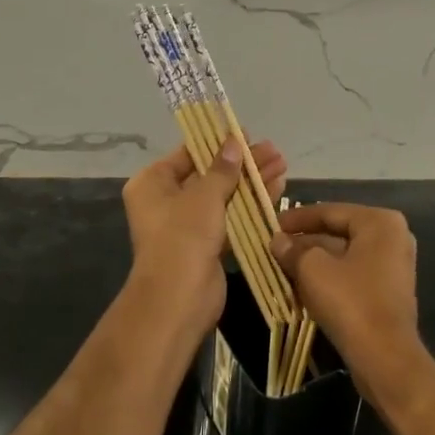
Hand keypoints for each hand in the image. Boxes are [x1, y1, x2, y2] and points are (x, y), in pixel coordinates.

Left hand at [120, 136, 287, 341]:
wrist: (178, 299)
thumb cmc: (183, 236)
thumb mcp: (204, 195)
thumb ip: (223, 168)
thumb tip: (234, 142)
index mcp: (153, 183)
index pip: (188, 154)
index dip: (218, 143)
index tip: (247, 134)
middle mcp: (166, 201)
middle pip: (210, 174)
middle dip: (243, 163)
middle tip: (273, 151)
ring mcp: (187, 225)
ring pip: (224, 196)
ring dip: (252, 182)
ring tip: (282, 165)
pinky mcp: (207, 244)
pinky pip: (231, 217)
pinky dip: (251, 205)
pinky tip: (276, 191)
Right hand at [271, 203, 419, 383]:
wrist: (386, 359)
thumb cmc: (351, 302)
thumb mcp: (313, 270)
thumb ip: (293, 250)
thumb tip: (277, 241)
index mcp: (380, 222)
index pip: (331, 211)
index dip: (299, 218)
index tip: (273, 224)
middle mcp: (392, 238)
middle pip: (339, 232)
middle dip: (306, 240)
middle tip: (276, 246)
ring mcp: (393, 266)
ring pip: (344, 255)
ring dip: (314, 260)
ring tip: (283, 265)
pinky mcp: (388, 292)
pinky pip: (353, 274)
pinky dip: (329, 276)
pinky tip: (302, 285)